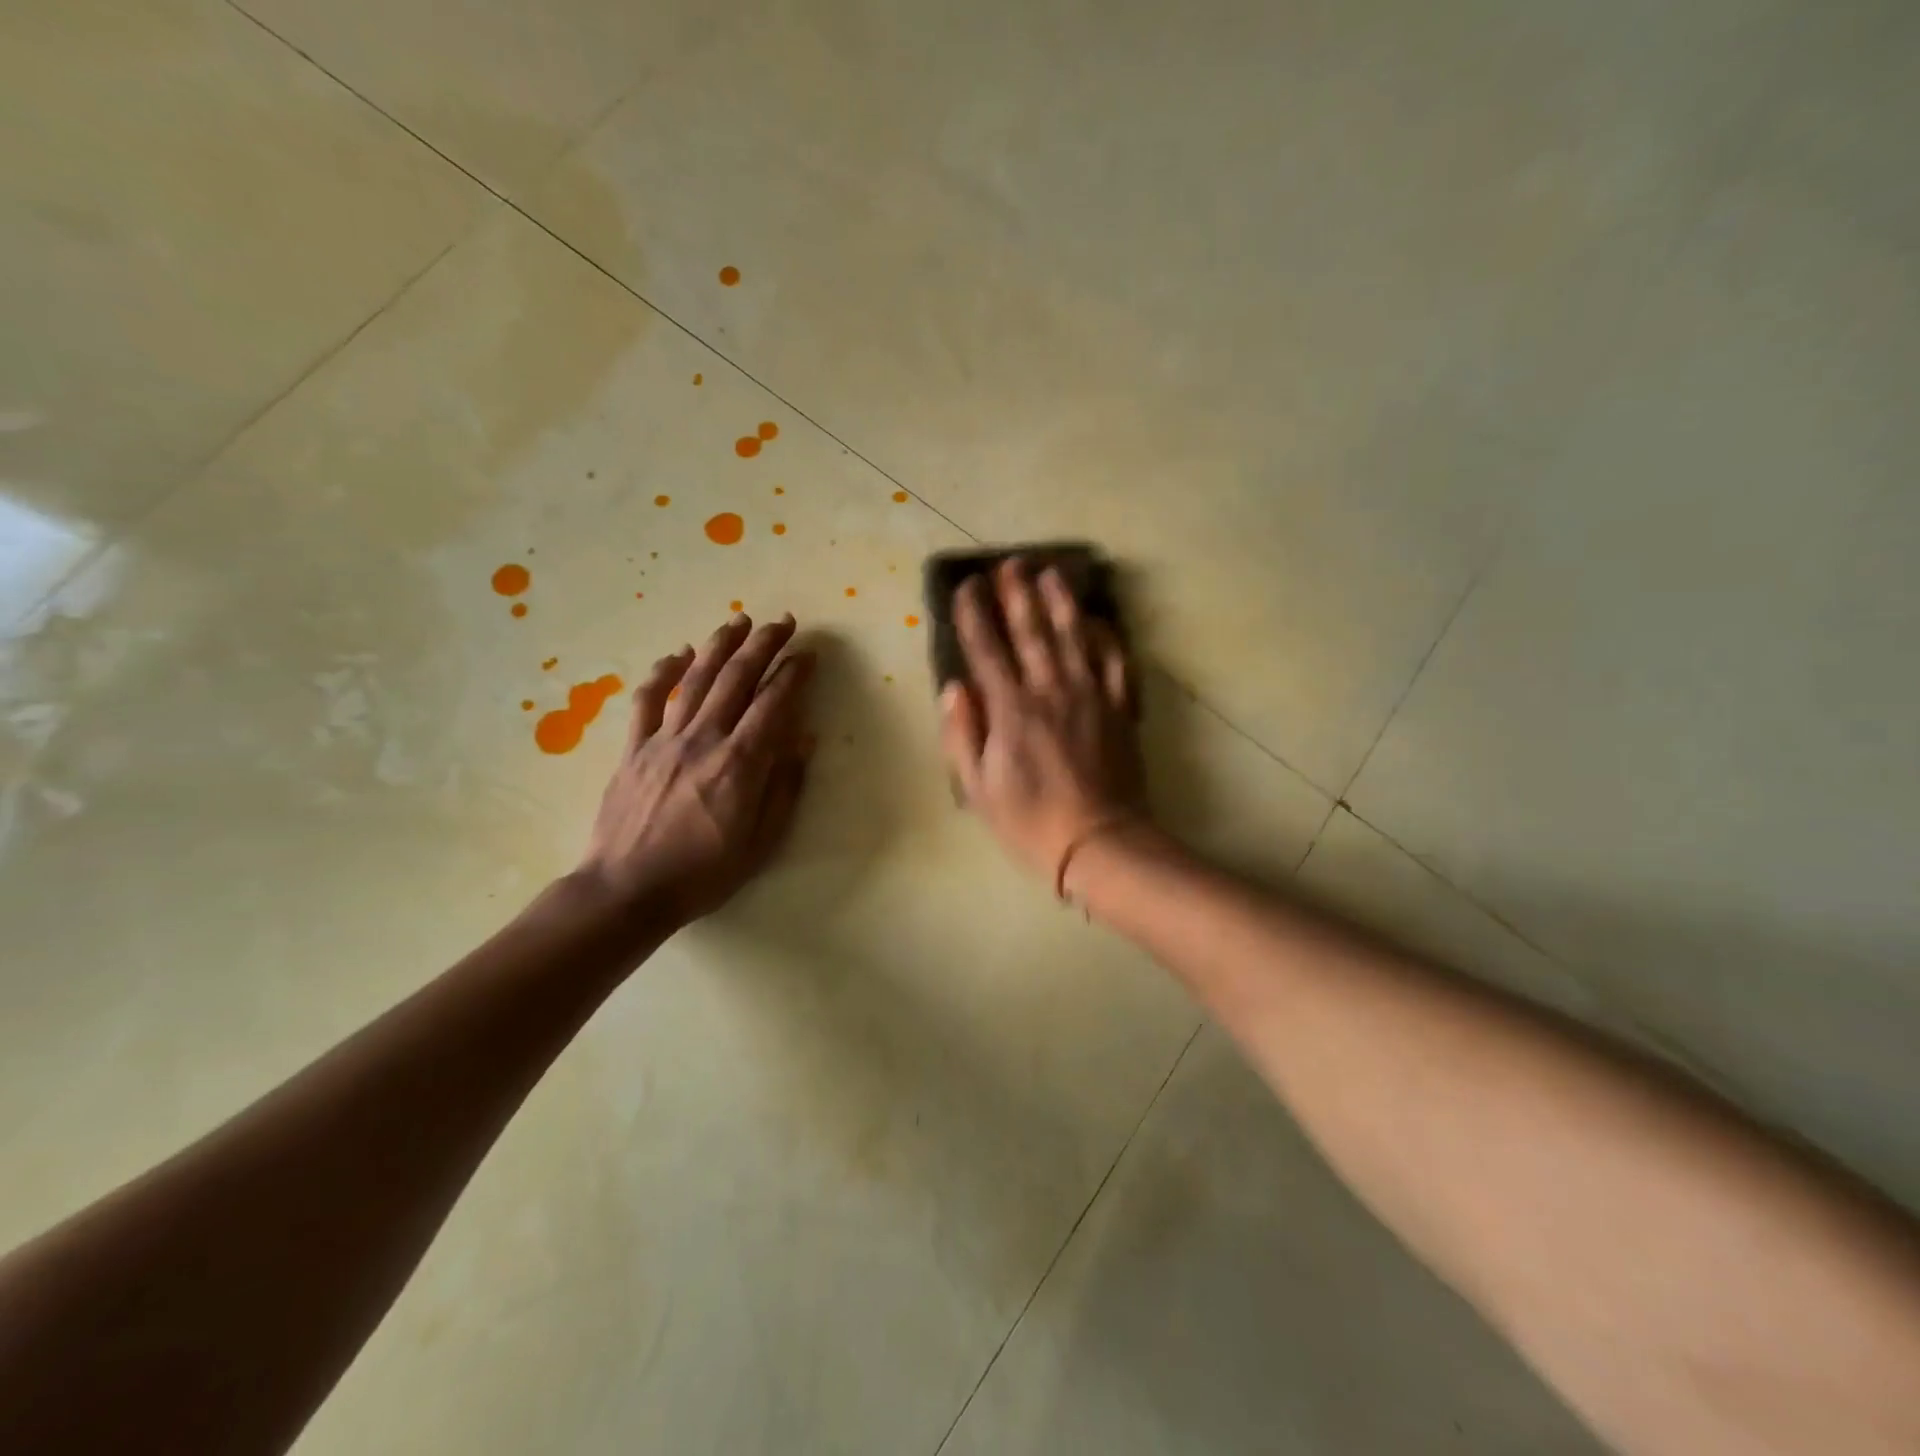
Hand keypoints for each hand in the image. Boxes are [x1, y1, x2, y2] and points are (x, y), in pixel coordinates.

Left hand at [576, 612, 814, 928]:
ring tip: (739, 621)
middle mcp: (704, 739)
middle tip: (782, 622)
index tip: (808, 655)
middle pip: (737, 678)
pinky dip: (663, 671)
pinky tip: (678, 653)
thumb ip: (785, 786)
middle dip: (763, 645)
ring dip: (720, 645)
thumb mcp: (762, 841)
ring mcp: (664, 739)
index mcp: (741, 763)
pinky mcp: (633, 748)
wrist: (628, 890)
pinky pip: (648, 699)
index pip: (774, 703)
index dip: (794, 673)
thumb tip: (804, 738)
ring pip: (696, 679)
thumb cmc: (704, 873)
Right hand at [940, 560, 1143, 888]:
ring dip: (1060, 601)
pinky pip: (1114, 661)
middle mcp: (1049, 691)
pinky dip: (1105, 636)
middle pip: (1031, 631)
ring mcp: (1090, 695)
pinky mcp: (1119, 708)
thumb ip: (963, 734)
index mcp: (1010, 710)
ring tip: (1051, 572)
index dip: (974, 614)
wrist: (1100, 842)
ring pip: (1073, 636)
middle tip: (1009, 564)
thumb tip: (954, 688)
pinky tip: (1097, 620)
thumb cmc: (1030, 822)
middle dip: (1017, 593)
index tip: (967, 586)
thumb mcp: (979, 789)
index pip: (986, 649)